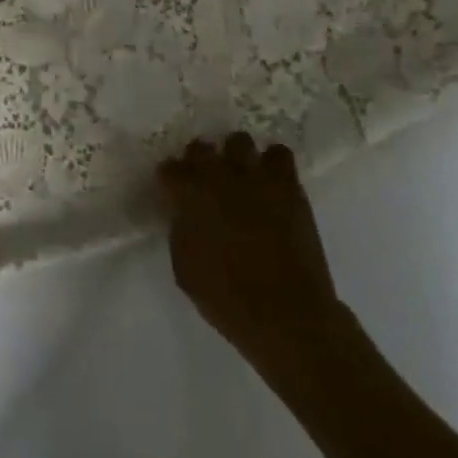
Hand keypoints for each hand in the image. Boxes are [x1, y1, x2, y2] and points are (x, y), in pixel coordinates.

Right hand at [159, 133, 345, 389]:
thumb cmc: (229, 300)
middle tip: (207, 182)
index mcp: (189, 196)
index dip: (171, 180)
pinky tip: (270, 181)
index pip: (169, 169)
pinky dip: (272, 163)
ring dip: (235, 157)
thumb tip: (183, 213)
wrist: (288, 316)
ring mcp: (254, 176)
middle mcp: (218, 176)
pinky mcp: (287, 184)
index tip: (175, 191)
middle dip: (200, 161)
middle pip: (201, 147)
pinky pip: (278, 153)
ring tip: (241, 176)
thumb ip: (180, 231)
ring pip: (239, 141)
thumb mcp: (185, 270)